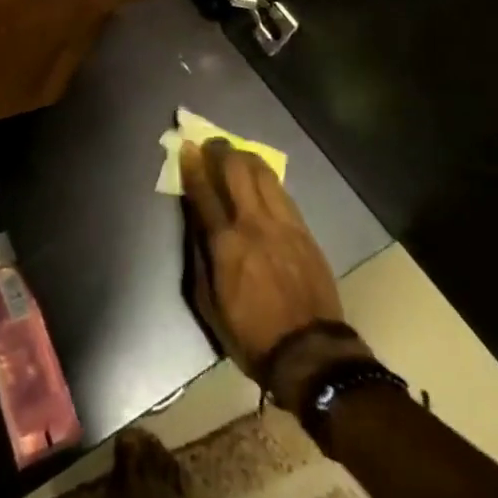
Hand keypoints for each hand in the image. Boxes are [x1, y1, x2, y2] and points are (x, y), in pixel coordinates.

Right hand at [181, 138, 368, 408]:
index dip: (193, 166)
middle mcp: (254, 224)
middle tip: (212, 144)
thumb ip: (200, 257)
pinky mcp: (304, 231)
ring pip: (264, 175)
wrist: (310, 353)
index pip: (204, 192)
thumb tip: (196, 224)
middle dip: (221, 152)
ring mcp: (283, 225)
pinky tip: (262, 178)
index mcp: (225, 244)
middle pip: (236, 172)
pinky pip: (283, 193)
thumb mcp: (209, 302)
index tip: (186, 147)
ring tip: (237, 153)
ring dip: (246, 159)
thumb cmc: (250, 333)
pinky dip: (268, 180)